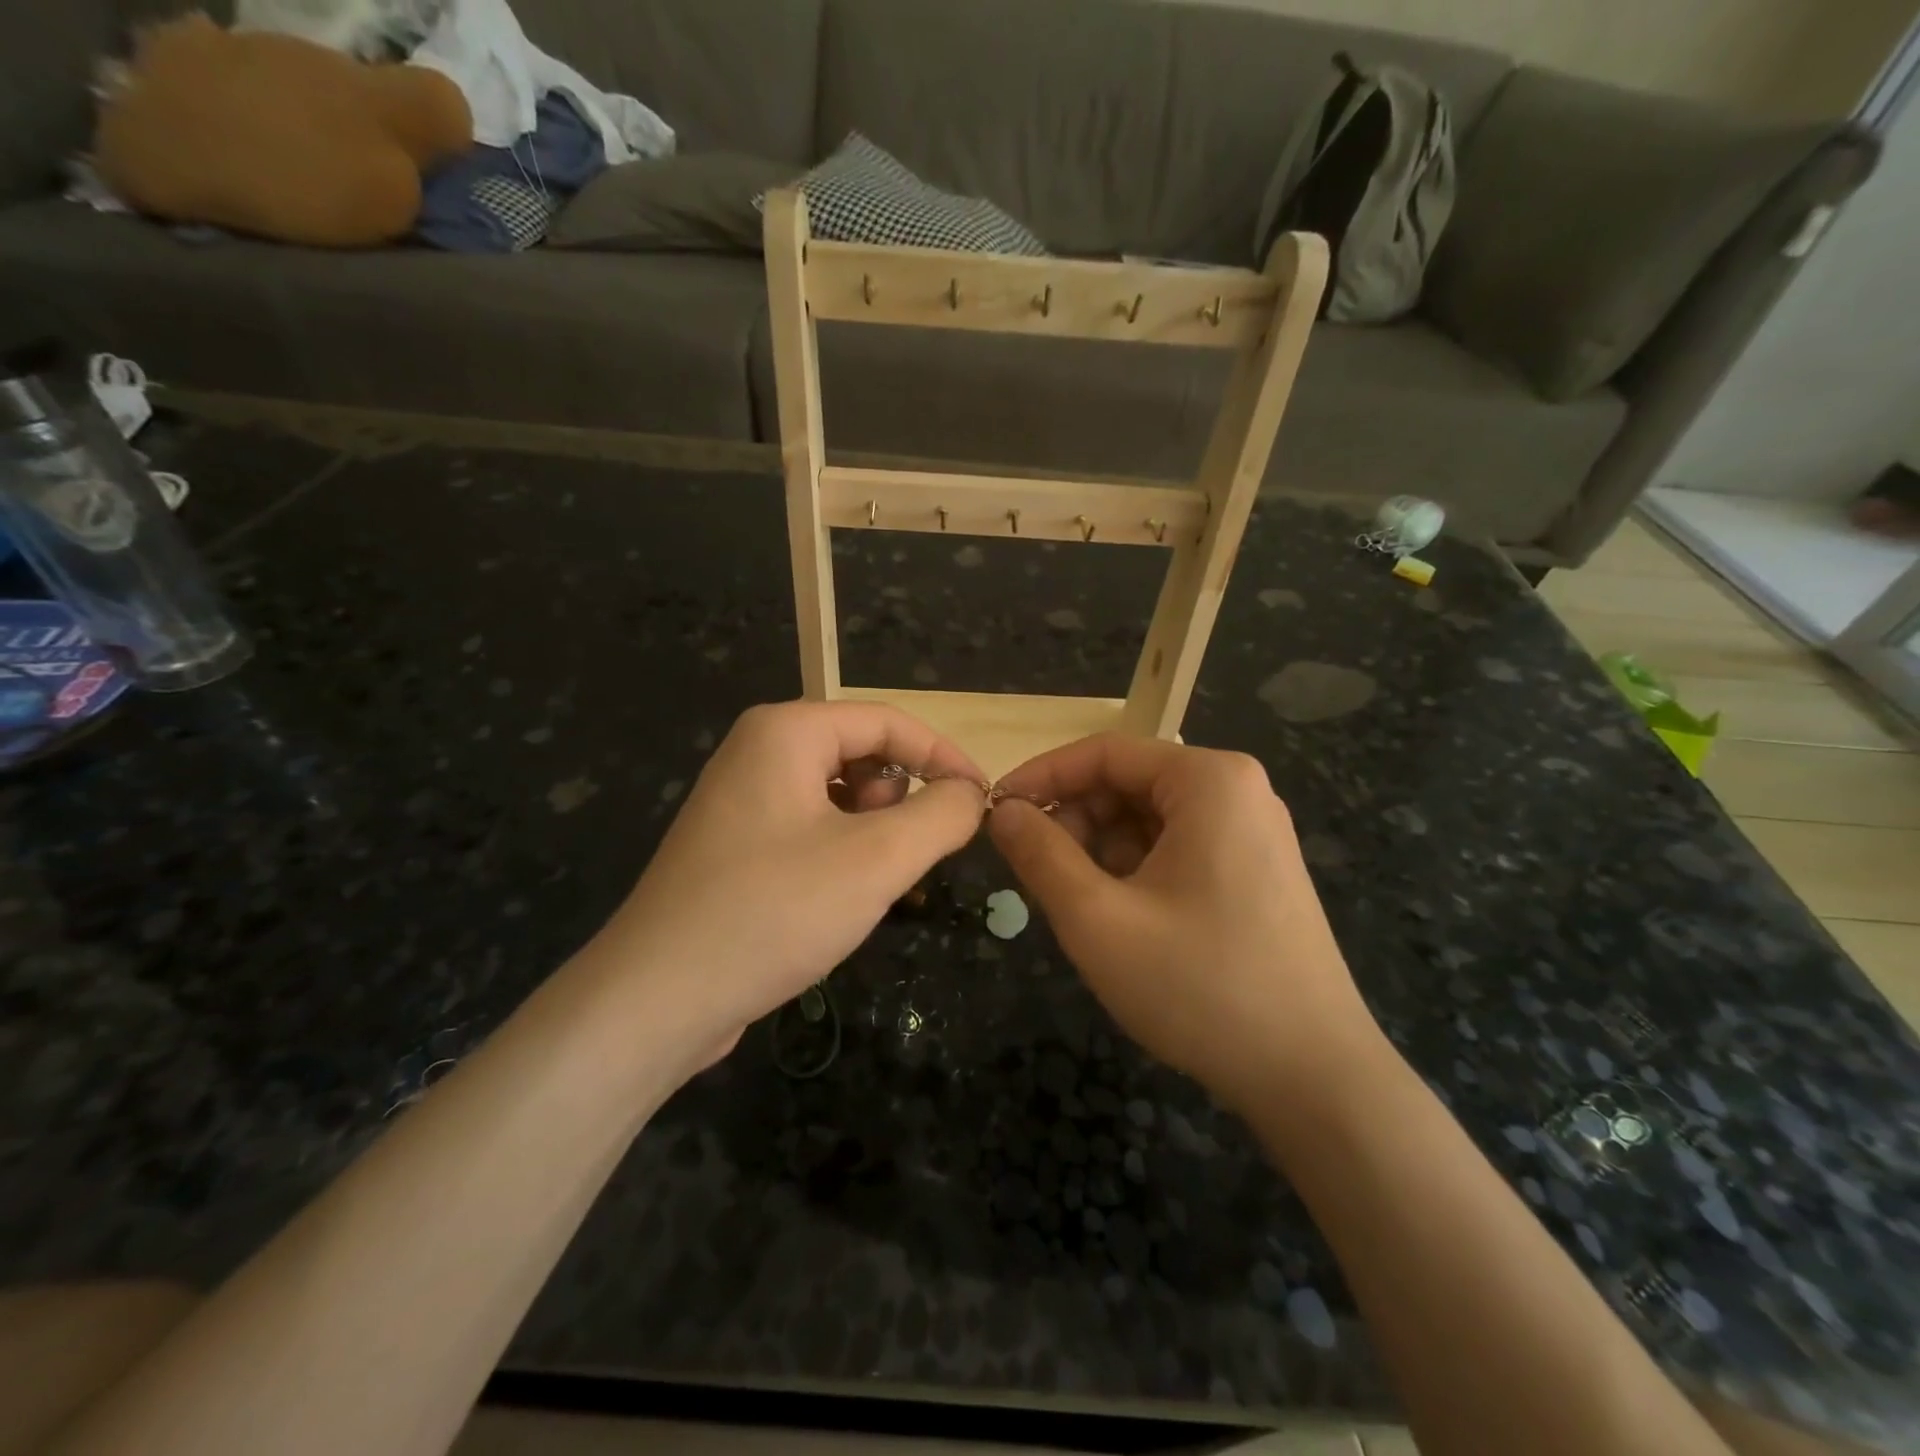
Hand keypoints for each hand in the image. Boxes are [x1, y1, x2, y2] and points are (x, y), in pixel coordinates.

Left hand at [593, 701, 985, 1068]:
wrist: (658, 998)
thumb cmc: (774, 912)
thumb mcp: (877, 860)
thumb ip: (941, 815)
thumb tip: (972, 794)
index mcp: (786, 732)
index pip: (888, 722)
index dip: (943, 756)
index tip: (982, 801)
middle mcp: (759, 752)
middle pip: (862, 753)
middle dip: (902, 799)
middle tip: (914, 854)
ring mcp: (742, 799)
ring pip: (839, 795)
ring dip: (874, 831)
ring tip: (873, 881)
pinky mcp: (737, 845)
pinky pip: (811, 827)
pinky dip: (842, 852)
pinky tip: (840, 898)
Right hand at [989, 734, 1375, 1110]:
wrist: (1314, 1079)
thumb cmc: (1200, 986)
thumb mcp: (1098, 919)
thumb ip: (1039, 854)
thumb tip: (1001, 811)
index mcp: (1209, 780)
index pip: (1104, 753)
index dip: (1041, 777)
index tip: (994, 813)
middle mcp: (1237, 792)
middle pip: (1128, 784)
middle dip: (1074, 822)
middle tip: (1035, 873)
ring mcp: (1252, 833)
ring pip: (1149, 820)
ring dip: (1100, 852)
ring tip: (1079, 906)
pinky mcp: (1255, 872)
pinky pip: (1176, 849)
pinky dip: (1134, 872)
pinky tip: (1121, 919)